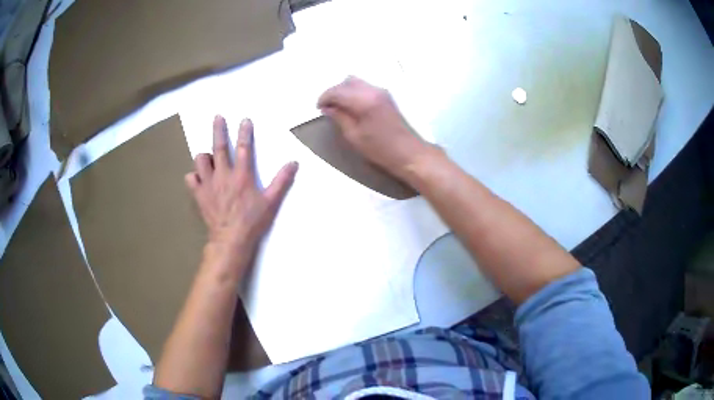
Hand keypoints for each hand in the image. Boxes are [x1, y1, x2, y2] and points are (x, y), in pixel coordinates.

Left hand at [185, 116, 297, 272]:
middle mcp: (223, 175)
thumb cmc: (252, 221)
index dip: (245, 132)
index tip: (245, 120)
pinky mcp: (199, 195)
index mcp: (242, 175)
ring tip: (209, 158)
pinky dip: (194, 176)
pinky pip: (191, 179)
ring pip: (200, 160)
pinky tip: (199, 178)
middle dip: (219, 130)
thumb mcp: (271, 202)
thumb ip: (281, 181)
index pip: (243, 148)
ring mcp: (208, 184)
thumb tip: (294, 163)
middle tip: (218, 117)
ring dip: (204, 156)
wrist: (231, 240)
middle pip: (219, 147)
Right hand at [317, 76, 430, 179]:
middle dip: (334, 92)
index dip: (324, 98)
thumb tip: (327, 108)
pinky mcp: (386, 96)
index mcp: (364, 100)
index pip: (337, 91)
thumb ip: (339, 118)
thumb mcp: (354, 136)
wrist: (408, 152)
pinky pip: (365, 86)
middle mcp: (373, 90)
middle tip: (327, 107)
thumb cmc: (380, 149)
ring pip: (356, 82)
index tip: (318, 108)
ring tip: (338, 106)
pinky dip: (354, 92)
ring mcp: (381, 91)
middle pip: (346, 81)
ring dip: (344, 90)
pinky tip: (351, 106)